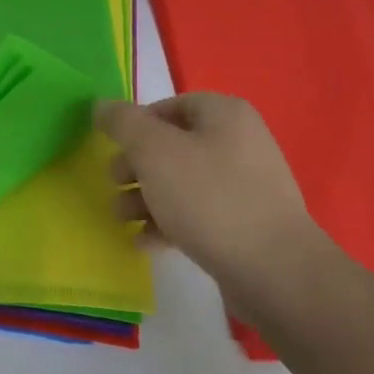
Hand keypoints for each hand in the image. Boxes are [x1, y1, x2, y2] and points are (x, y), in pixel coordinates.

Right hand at [98, 93, 323, 292]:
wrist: (272, 269)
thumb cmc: (208, 197)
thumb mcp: (154, 151)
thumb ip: (123, 123)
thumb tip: (101, 104)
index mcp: (224, 114)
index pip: (169, 106)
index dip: (136, 125)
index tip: (112, 148)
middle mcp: (239, 142)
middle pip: (172, 145)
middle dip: (135, 166)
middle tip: (114, 183)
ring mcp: (245, 185)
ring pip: (181, 182)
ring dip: (145, 198)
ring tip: (122, 218)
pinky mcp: (244, 223)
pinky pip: (197, 214)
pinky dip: (168, 222)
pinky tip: (146, 242)